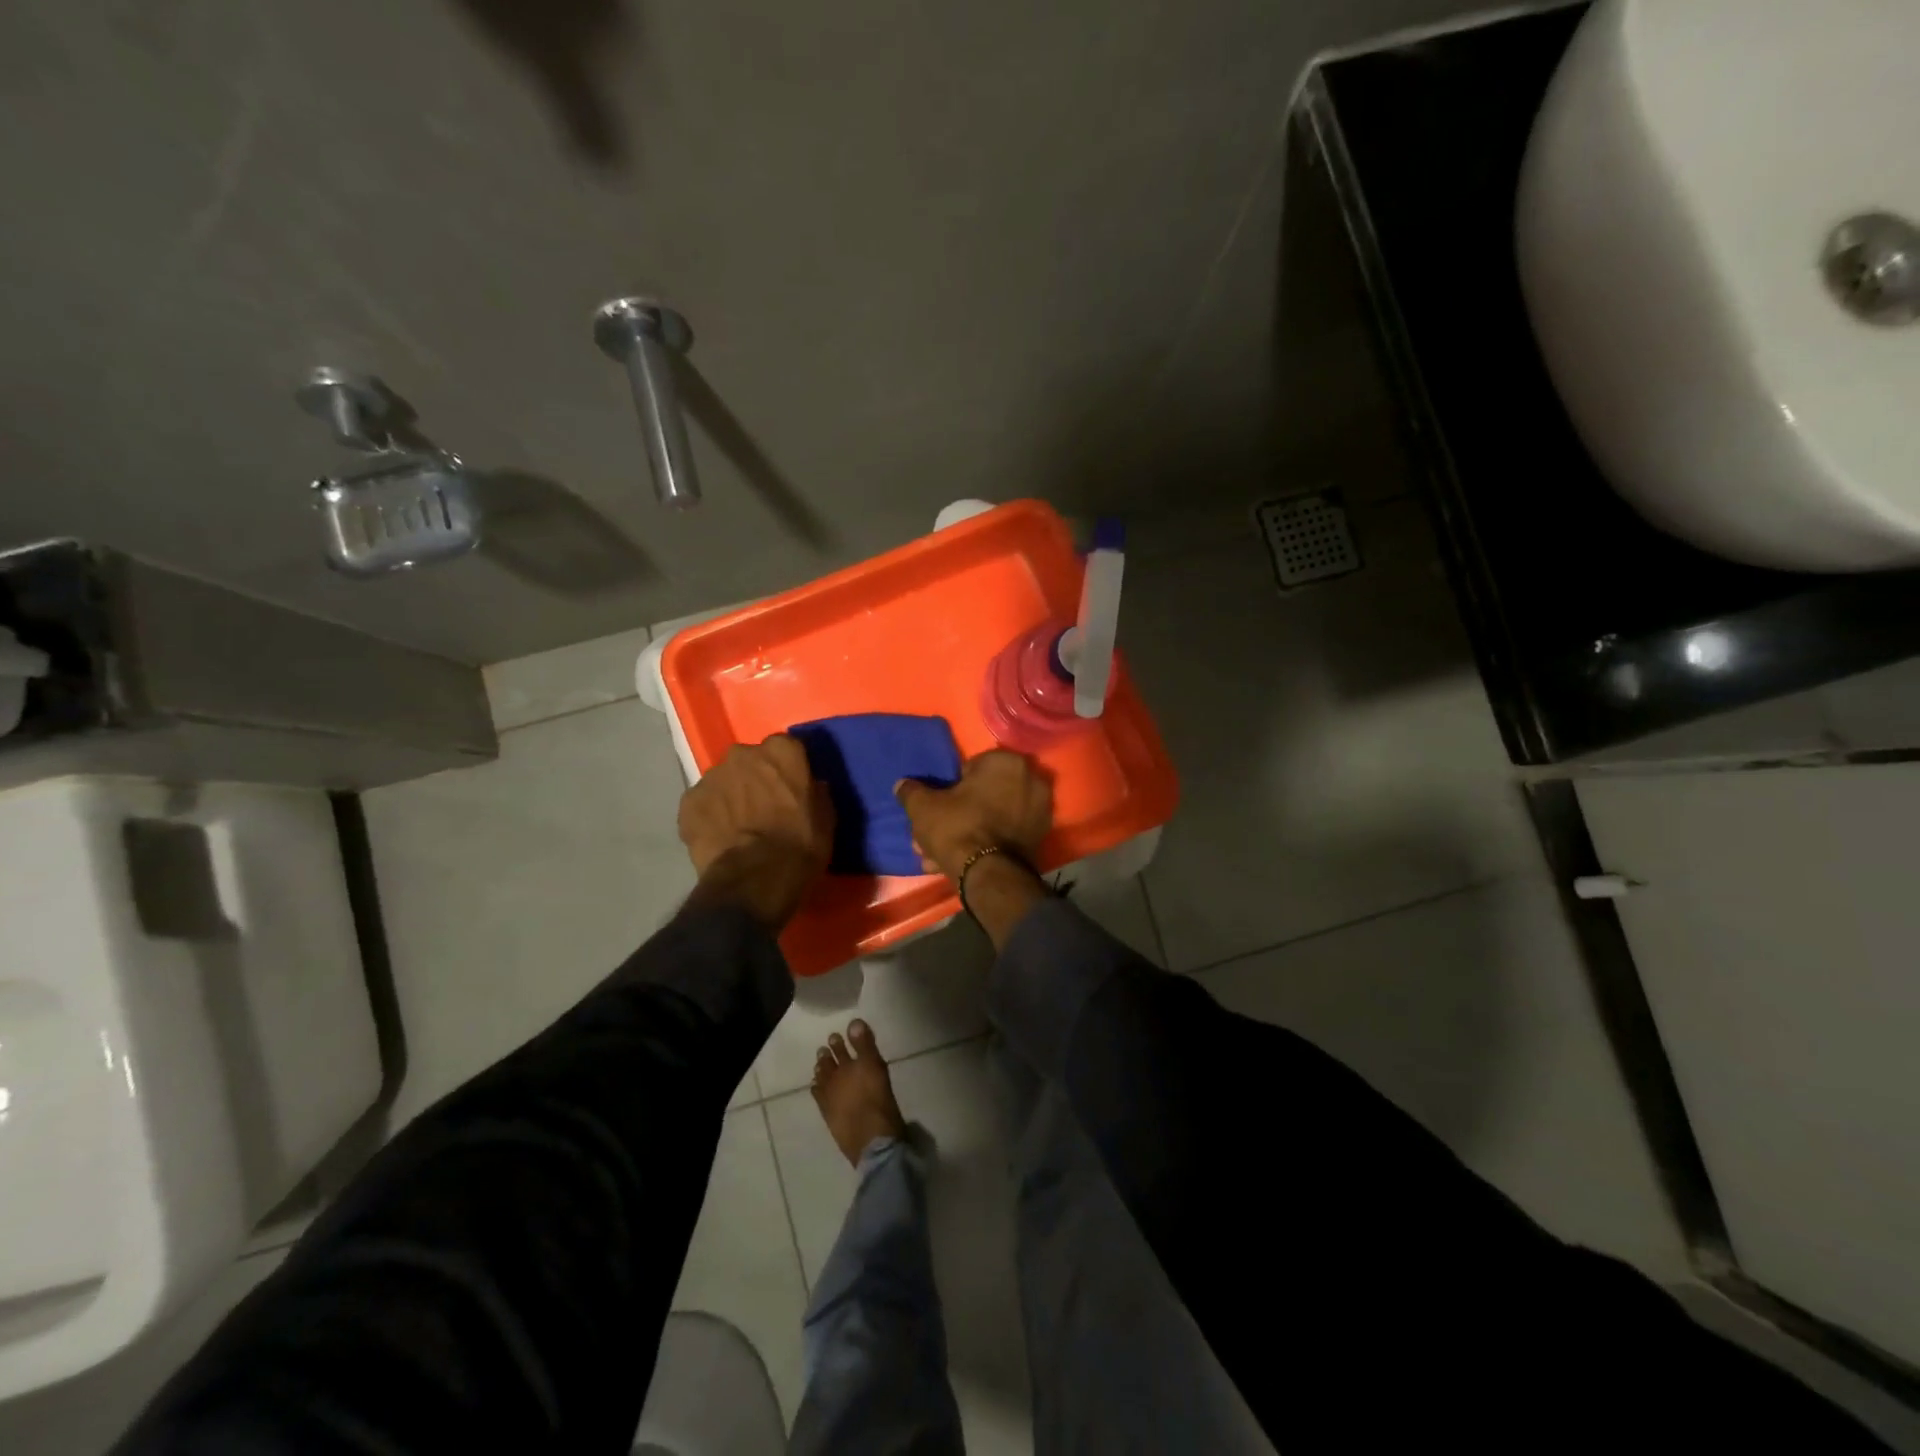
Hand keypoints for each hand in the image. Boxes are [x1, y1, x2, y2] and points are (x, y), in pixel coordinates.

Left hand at [678, 735, 832, 927]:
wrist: (755, 879)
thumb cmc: (800, 846)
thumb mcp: (825, 817)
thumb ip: (814, 791)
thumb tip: (811, 785)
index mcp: (781, 751)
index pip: (785, 748)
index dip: (787, 768)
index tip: (790, 787)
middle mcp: (743, 753)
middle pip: (749, 760)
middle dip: (754, 777)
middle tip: (763, 805)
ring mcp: (711, 776)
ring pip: (723, 780)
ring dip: (731, 795)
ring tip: (738, 824)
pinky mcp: (688, 802)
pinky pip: (702, 803)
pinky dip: (709, 815)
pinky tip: (719, 837)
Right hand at [893, 749, 1051, 880]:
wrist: (988, 874)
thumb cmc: (957, 827)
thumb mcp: (924, 807)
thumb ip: (911, 792)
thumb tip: (901, 785)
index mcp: (1006, 762)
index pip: (970, 769)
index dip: (950, 789)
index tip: (939, 807)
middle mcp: (1030, 780)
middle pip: (984, 795)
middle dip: (959, 814)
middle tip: (937, 833)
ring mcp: (1040, 811)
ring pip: (993, 818)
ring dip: (969, 833)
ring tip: (941, 855)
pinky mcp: (1040, 838)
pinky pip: (1005, 835)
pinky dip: (986, 844)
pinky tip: (961, 862)